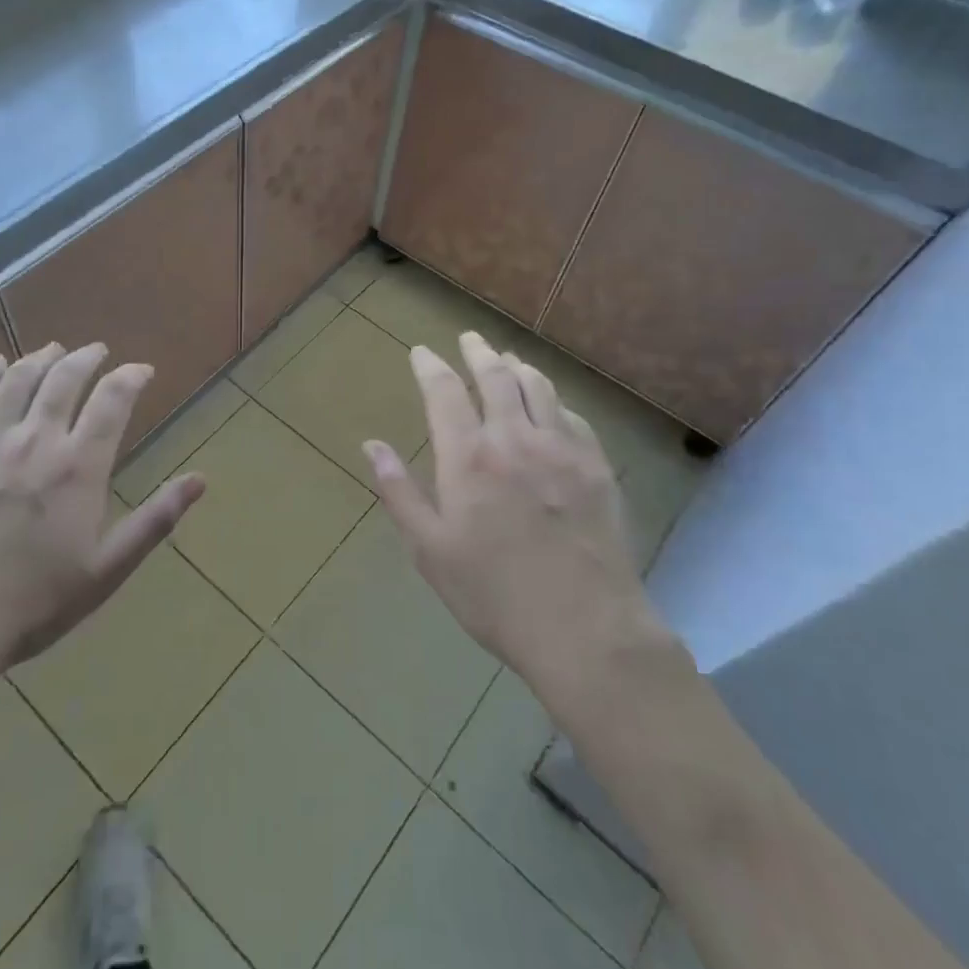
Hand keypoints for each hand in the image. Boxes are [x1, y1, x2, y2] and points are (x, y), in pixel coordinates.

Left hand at [0, 343, 204, 680]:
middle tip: (97, 350)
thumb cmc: (32, 603)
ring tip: (53, 350)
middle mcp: (35, 439)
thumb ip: (155, 520)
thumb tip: (201, 480)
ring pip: (18, 379)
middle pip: (64, 377)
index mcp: (79, 466)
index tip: (141, 370)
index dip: (131, 376)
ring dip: (41, 358)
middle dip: (87, 357)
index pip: (113, 399)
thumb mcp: (106, 570)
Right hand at [361, 332, 667, 699]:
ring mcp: (561, 449)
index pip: (444, 391)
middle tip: (469, 338)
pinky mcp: (596, 467)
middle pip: (495, 376)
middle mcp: (514, 439)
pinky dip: (554, 400)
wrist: (586, 630)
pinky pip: (573, 416)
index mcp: (468, 458)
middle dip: (477, 352)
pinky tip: (551, 404)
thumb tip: (372, 445)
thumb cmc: (493, 595)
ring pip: (538, 387)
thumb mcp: (430, 550)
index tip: (421, 352)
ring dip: (518, 366)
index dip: (430, 365)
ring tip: (507, 358)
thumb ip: (399, 493)